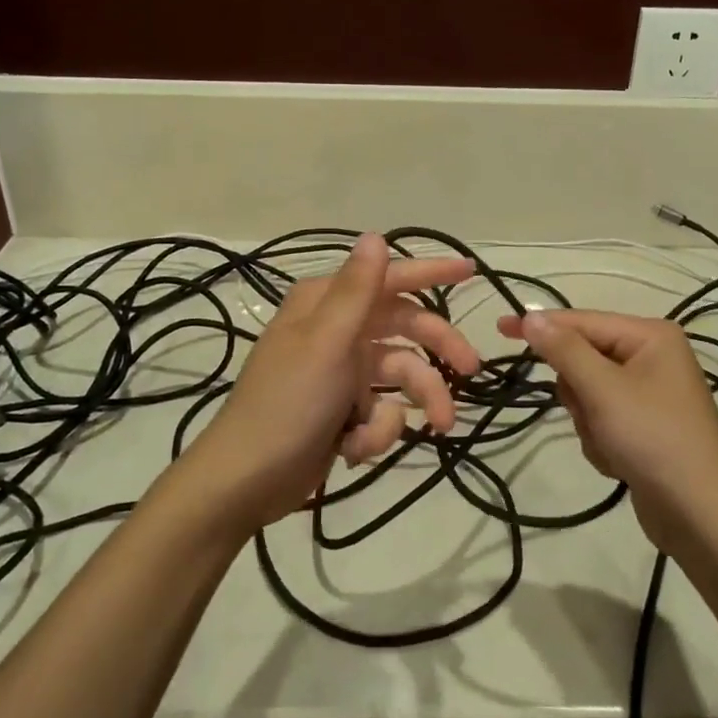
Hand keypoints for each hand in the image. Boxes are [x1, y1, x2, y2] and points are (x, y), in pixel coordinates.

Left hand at [183, 234, 480, 533]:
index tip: (470, 271)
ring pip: (400, 373)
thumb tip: (375, 236)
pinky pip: (380, 409)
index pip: (389, 278)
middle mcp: (337, 330)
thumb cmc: (288, 403)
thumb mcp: (327, 343)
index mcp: (327, 304)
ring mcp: (341, 370)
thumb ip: (356, 290)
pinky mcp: (343, 408)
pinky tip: (355, 448)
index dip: (431, 272)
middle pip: (404, 327)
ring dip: (417, 400)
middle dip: (438, 349)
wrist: (247, 481)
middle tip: (470, 368)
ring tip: (440, 426)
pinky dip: (376, 430)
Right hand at [498, 309, 717, 554]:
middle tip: (592, 414)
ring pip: (586, 393)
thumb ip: (564, 350)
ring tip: (612, 445)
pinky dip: (600, 440)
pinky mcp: (644, 426)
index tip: (499, 327)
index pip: (581, 321)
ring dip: (588, 422)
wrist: (702, 517)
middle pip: (582, 358)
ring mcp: (649, 393)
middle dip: (578, 392)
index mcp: (650, 336)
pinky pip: (601, 418)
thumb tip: (530, 314)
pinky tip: (620, 461)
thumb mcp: (604, 390)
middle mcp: (651, 357)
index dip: (540, 326)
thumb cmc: (654, 440)